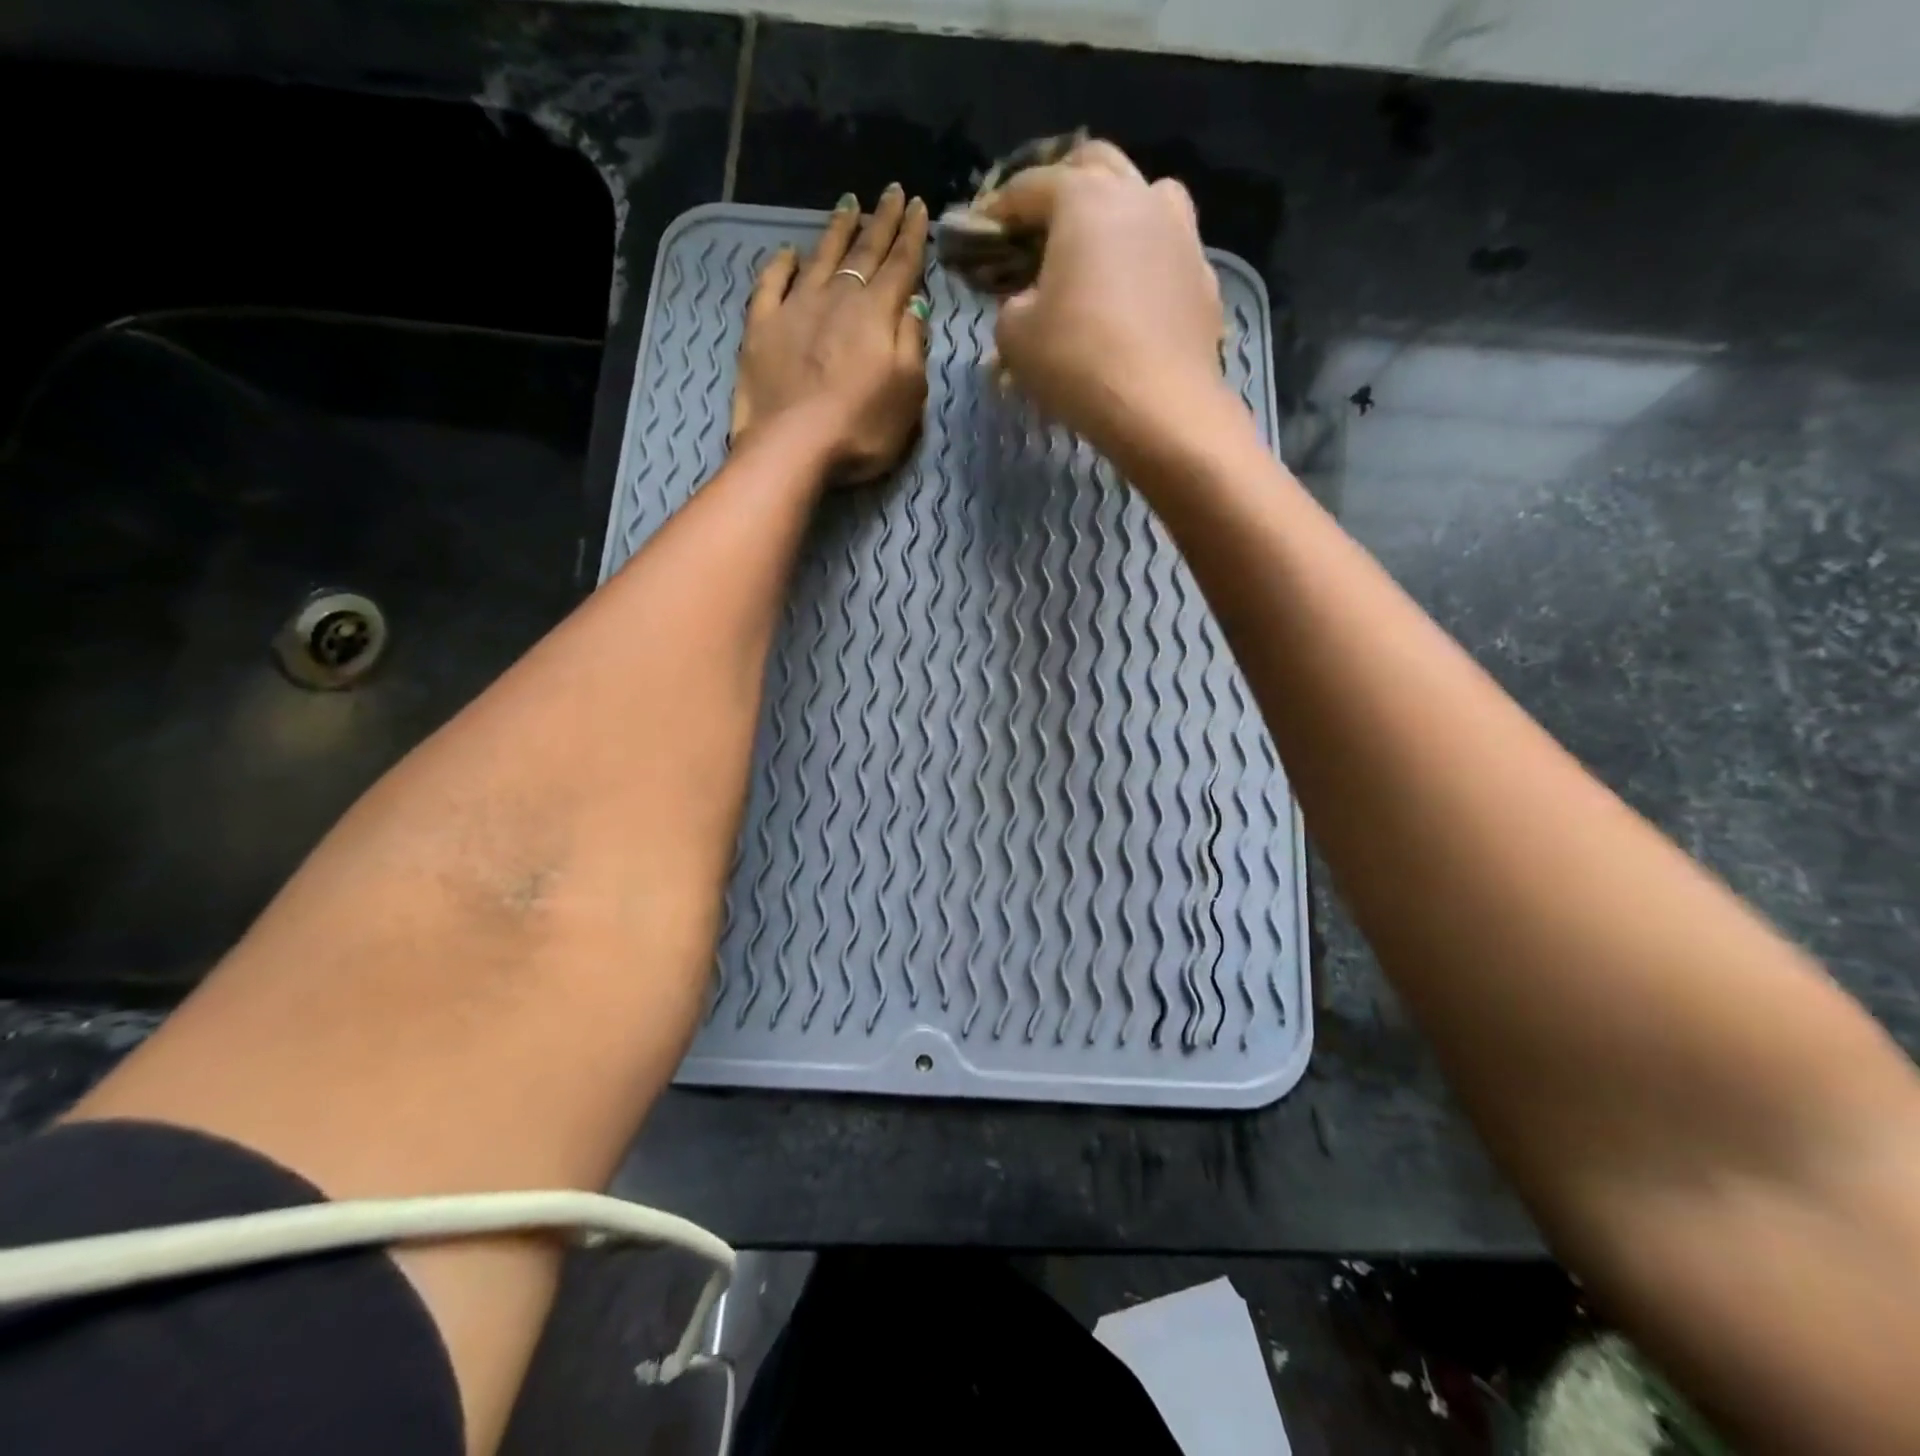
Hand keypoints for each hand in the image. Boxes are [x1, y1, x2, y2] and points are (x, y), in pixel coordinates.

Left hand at [730, 184, 931, 484]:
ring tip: (849, 204)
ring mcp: (795, 308)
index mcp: (877, 313)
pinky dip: (781, 264)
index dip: (913, 236)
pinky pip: (772, 283)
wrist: (792, 446)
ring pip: (821, 257)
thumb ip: (913, 344)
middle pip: (864, 252)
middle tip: (892, 191)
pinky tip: (788, 253)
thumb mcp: (908, 393)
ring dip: (837, 230)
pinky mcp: (761, 326)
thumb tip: (913, 304)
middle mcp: (838, 298)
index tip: (920, 206)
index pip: (901, 265)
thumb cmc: (861, 428)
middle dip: (881, 221)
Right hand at [979, 141, 1230, 455]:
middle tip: (1039, 225)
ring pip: (1145, 193)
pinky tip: (1133, 292)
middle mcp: (1137, 197)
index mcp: (1084, 200)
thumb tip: (1024, 300)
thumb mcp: (1014, 337)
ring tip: (1097, 245)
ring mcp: (1180, 232)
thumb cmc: (1077, 362)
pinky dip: (1145, 256)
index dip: (998, 208)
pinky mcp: (1203, 275)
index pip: (1029, 186)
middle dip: (1060, 186)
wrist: (1161, 408)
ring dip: (1115, 207)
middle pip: (1094, 164)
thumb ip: (1009, 304)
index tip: (980, 232)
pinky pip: (1169, 247)